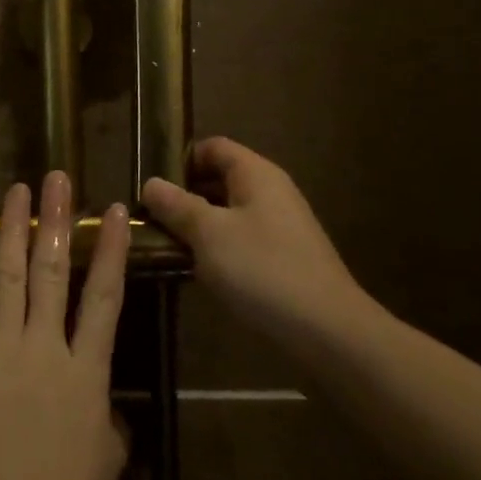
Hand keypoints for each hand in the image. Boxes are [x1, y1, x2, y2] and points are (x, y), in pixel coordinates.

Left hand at [0, 172, 130, 479]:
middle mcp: (46, 347)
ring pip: (10, 274)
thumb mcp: (105, 466)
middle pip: (55, 269)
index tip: (113, 211)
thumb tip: (104, 402)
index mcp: (88, 374)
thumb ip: (107, 421)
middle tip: (56, 178)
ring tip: (18, 193)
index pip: (106, 297)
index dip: (111, 250)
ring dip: (15, 229)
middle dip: (56, 219)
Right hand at [141, 137, 374, 356]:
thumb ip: (177, 206)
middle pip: (220, 179)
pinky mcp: (285, 259)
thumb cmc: (263, 270)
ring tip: (166, 246)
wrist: (329, 332)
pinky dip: (218, 249)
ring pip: (229, 214)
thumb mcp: (209, 234)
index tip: (152, 184)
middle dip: (185, 195)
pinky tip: (199, 272)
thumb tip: (150, 183)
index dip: (182, 159)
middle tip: (151, 217)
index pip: (214, 147)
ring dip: (198, 226)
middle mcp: (271, 193)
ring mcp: (281, 227)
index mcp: (256, 174)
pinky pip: (242, 241)